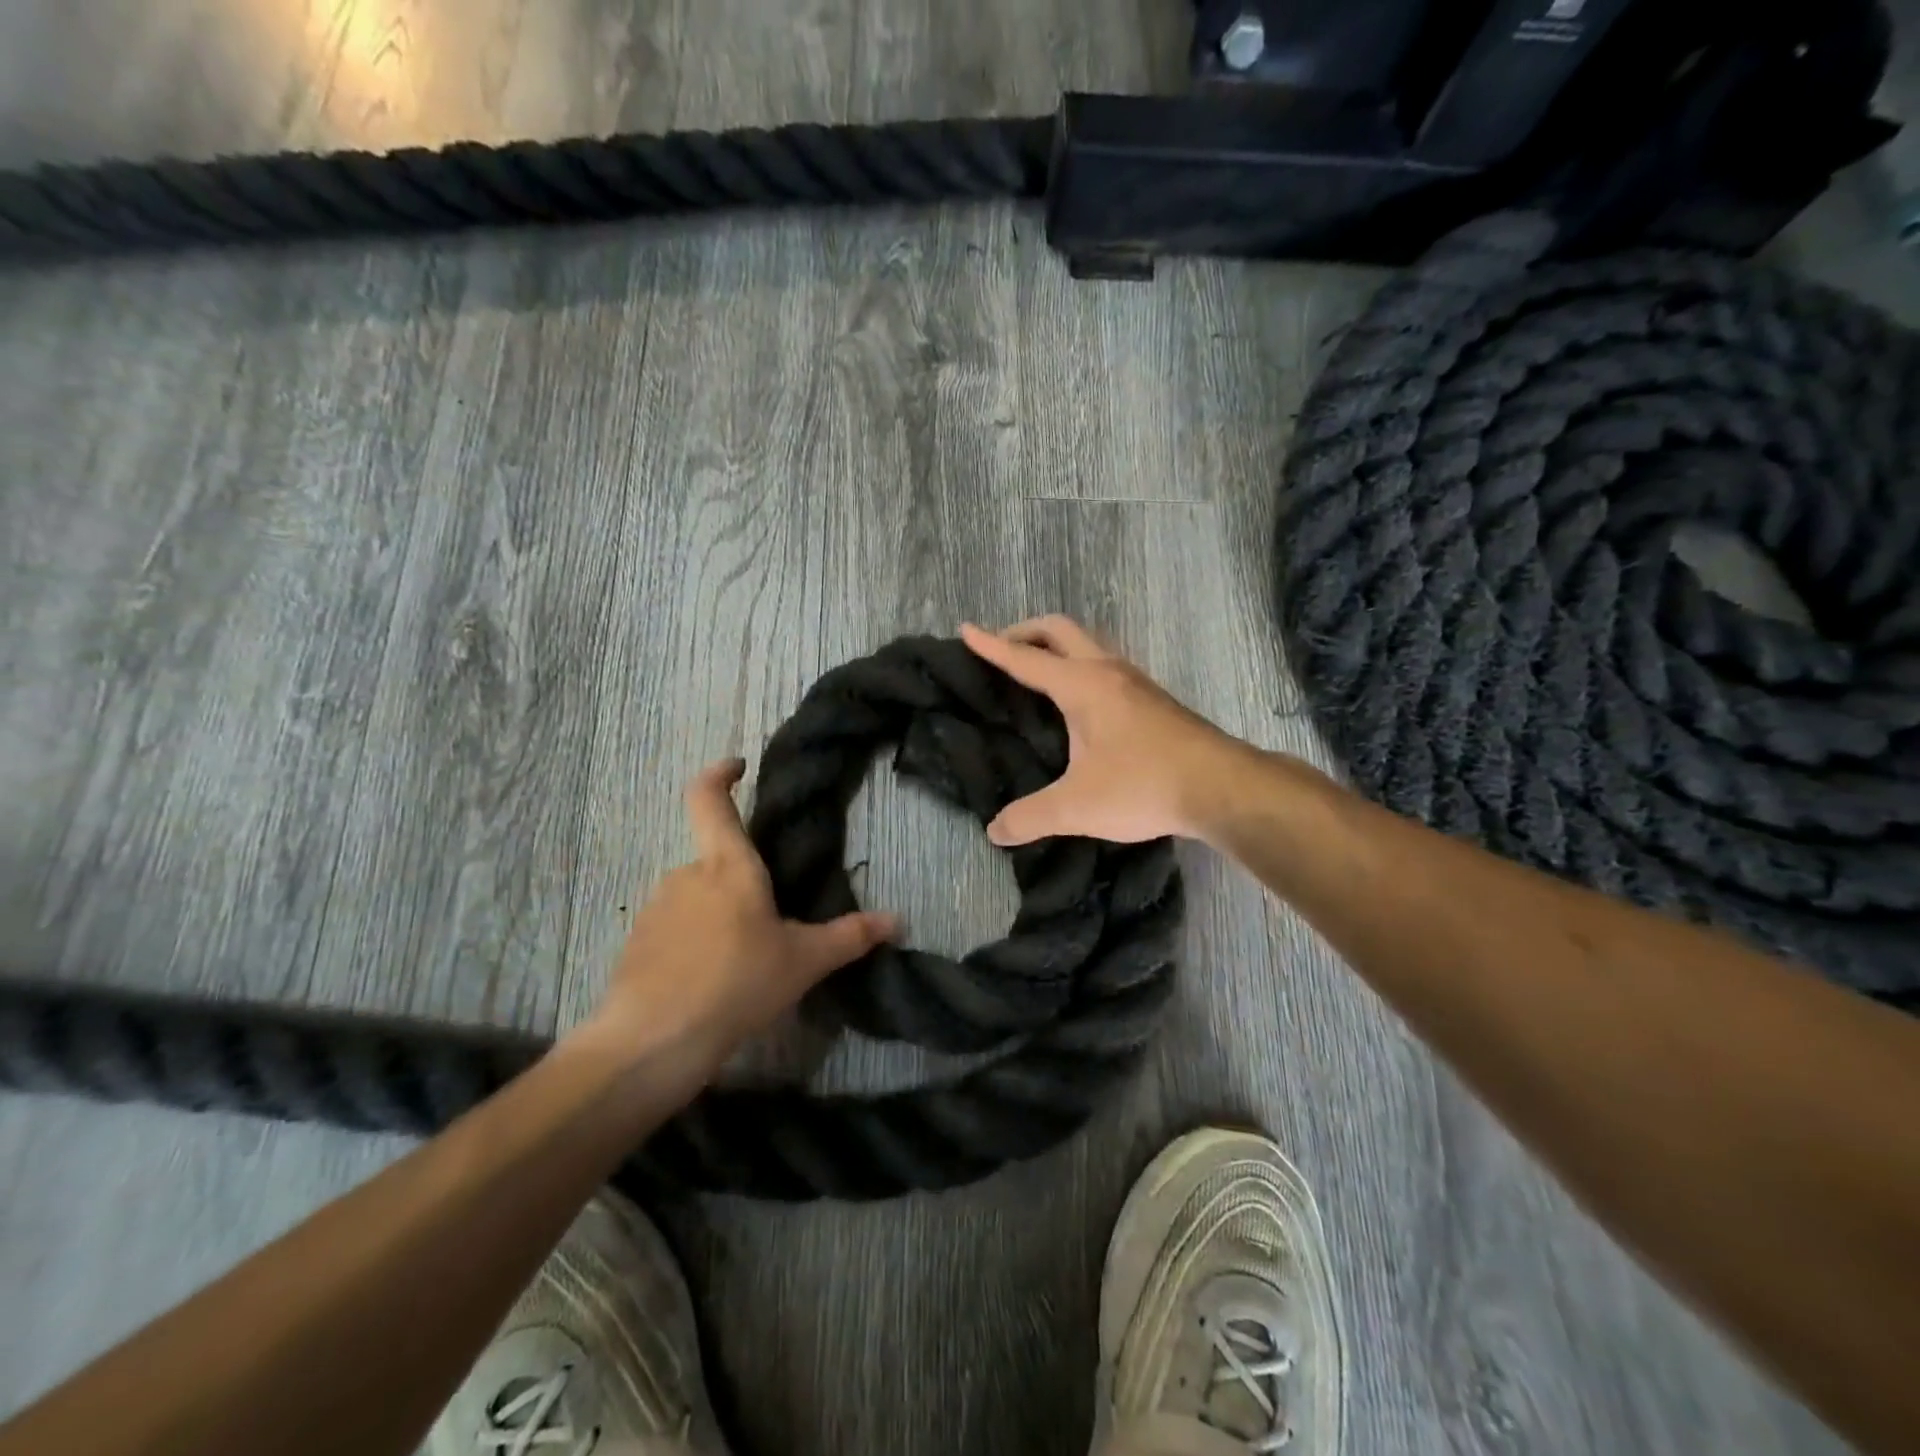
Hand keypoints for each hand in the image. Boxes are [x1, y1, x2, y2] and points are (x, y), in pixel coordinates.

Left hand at [583, 760, 896, 1076]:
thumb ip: (849, 938)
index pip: (709, 798)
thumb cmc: (737, 983)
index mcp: (729, 866)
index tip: (737, 766)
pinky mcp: (636, 944)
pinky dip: (692, 945)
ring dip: (717, 917)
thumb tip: (897, 921)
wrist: (653, 1042)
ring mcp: (656, 908)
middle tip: (769, 926)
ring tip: (742, 963)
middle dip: (741, 885)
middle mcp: (686, 875)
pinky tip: (709, 983)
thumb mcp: (803, 962)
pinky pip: (673, 930)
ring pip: (695, 899)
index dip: (720, 774)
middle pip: (716, 861)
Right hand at [959, 616, 1254, 845]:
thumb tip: (995, 831)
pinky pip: (1106, 664)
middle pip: (1060, 630)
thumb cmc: (1144, 786)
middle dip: (1025, 632)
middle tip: (1001, 649)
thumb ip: (1030, 817)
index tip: (965, 630)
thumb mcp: (1077, 807)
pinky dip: (1080, 665)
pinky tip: (1081, 701)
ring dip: (1058, 646)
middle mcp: (1108, 671)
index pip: (1025, 658)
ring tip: (1038, 671)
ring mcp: (1135, 682)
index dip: (992, 646)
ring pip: (1089, 643)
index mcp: (1081, 685)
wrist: (1223, 787)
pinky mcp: (1153, 699)